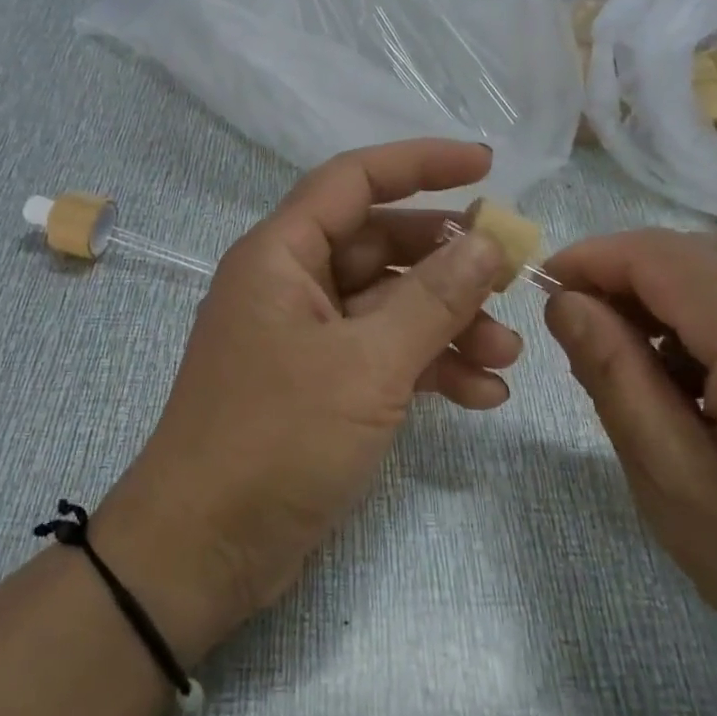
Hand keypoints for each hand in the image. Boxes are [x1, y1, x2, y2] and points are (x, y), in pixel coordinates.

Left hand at [95, 141, 517, 663]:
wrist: (204, 551)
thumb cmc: (276, 440)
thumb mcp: (367, 365)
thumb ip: (432, 299)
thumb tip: (487, 242)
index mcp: (281, 256)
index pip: (354, 180)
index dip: (420, 164)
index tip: (486, 166)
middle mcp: (291, 285)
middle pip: (381, 246)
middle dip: (449, 263)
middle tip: (512, 279)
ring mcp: (305, 339)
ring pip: (389, 306)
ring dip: (449, 323)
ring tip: (508, 355)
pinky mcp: (319, 387)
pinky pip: (383, 356)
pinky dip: (429, 367)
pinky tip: (482, 394)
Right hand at [541, 232, 716, 715]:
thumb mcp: (676, 484)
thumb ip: (613, 377)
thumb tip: (567, 303)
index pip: (655, 255)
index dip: (588, 260)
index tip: (541, 293)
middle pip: (696, 255)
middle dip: (626, 282)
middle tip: (585, 343)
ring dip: (675, 305)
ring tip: (650, 379)